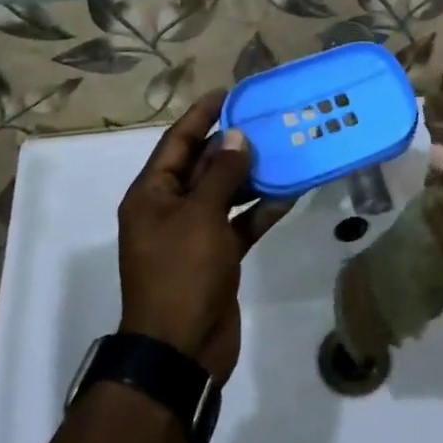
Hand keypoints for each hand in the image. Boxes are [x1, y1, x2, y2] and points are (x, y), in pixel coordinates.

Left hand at [117, 91, 294, 384]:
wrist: (180, 350)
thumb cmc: (182, 272)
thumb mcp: (201, 215)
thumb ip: (221, 173)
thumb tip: (236, 137)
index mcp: (152, 194)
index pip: (177, 142)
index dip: (201, 114)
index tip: (229, 92)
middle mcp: (169, 208)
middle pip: (202, 164)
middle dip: (232, 144)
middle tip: (267, 120)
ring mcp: (192, 234)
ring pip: (224, 193)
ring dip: (251, 176)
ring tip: (284, 150)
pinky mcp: (215, 256)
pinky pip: (239, 223)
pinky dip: (260, 210)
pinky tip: (290, 194)